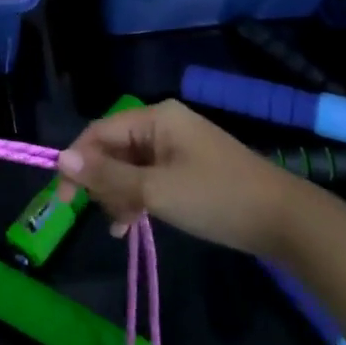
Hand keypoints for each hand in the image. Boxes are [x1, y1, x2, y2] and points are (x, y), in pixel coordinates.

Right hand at [56, 101, 297, 254]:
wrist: (284, 220)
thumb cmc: (217, 198)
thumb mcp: (157, 191)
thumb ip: (109, 177)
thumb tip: (62, 161)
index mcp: (155, 118)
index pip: (99, 132)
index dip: (78, 163)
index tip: (64, 200)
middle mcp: (163, 124)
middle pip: (113, 148)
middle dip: (101, 182)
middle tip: (101, 217)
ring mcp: (177, 146)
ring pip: (129, 166)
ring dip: (118, 194)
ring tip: (120, 226)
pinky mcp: (187, 168)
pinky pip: (148, 177)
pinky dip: (137, 198)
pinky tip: (130, 224)